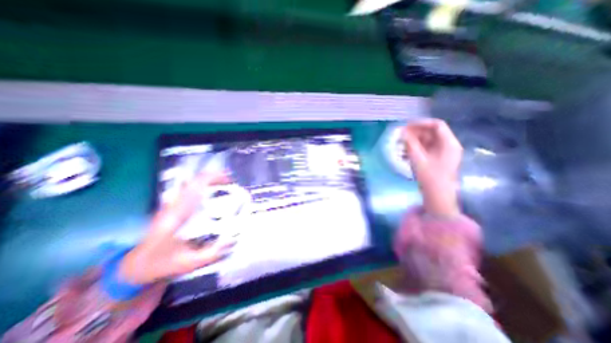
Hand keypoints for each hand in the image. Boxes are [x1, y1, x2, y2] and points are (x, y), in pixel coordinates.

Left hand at [118, 173, 233, 284]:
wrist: (134, 268)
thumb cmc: (160, 264)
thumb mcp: (188, 263)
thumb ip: (212, 253)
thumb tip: (234, 240)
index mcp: (177, 215)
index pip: (194, 187)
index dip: (213, 178)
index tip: (229, 179)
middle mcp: (173, 206)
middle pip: (194, 181)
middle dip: (214, 177)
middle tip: (231, 181)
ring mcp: (171, 206)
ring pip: (191, 184)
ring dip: (209, 181)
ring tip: (224, 183)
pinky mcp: (171, 209)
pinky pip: (188, 191)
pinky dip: (202, 187)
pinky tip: (212, 192)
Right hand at [402, 120, 463, 216]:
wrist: (438, 196)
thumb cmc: (430, 178)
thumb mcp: (418, 159)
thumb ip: (410, 144)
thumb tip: (402, 132)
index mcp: (449, 143)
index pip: (437, 125)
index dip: (421, 123)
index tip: (406, 126)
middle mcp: (448, 145)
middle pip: (432, 133)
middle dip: (415, 133)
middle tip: (400, 135)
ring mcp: (443, 153)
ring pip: (427, 141)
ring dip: (414, 141)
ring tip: (400, 144)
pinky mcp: (437, 159)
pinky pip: (426, 149)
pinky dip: (415, 148)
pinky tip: (405, 152)